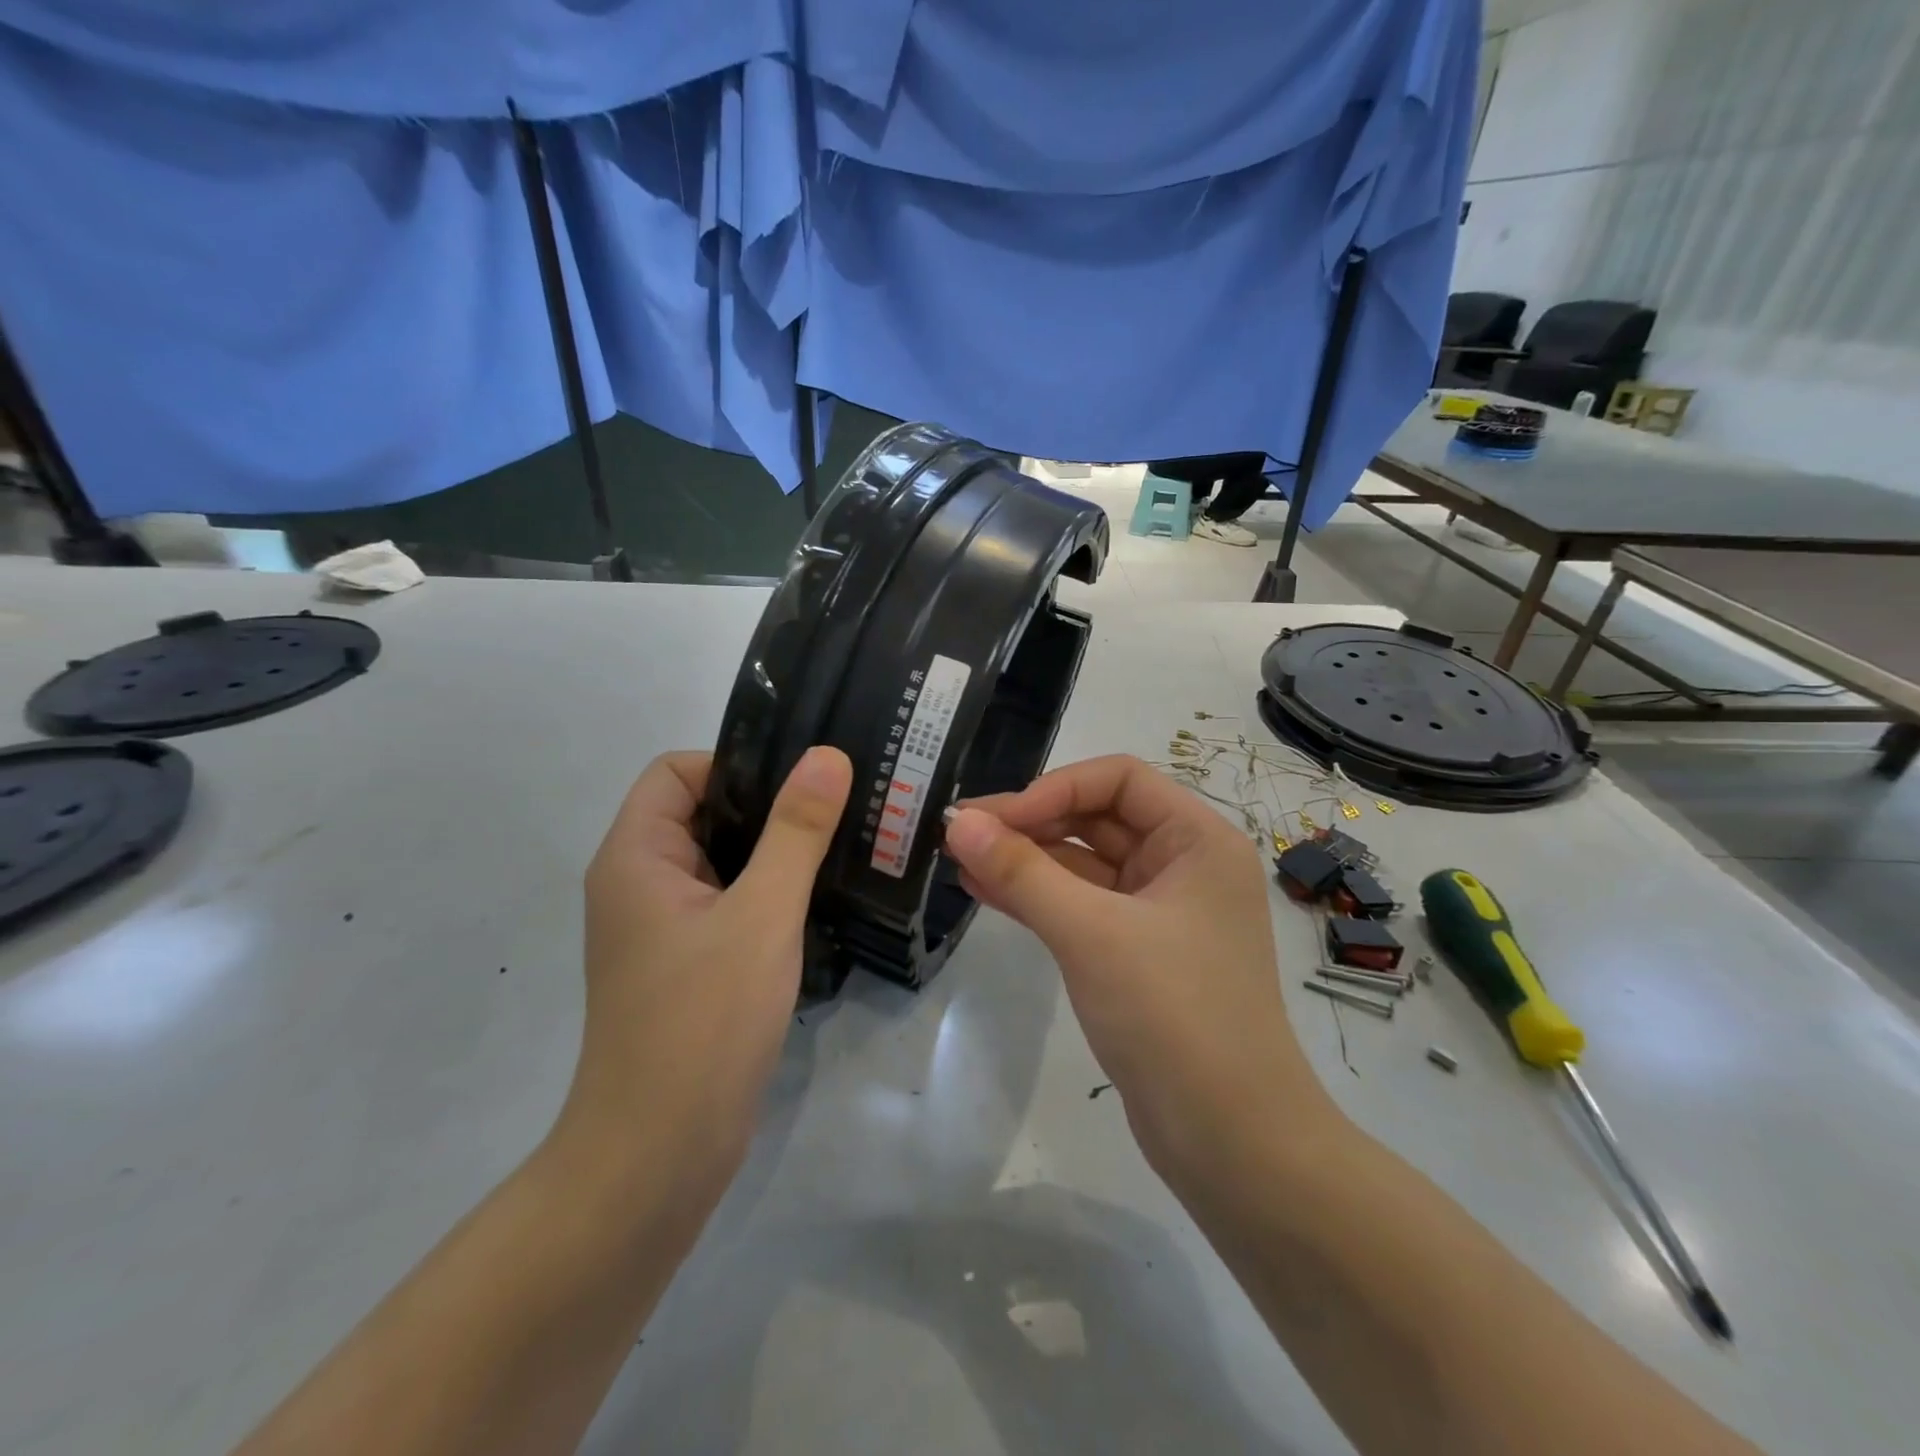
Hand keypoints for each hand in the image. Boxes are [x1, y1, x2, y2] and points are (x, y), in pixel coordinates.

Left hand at [557, 747, 852, 1206]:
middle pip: (703, 811)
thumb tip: (826, 755)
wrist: (659, 1157)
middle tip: (841, 808)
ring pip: (722, 861)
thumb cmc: (703, 1023)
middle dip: (770, 806)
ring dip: (776, 852)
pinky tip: (818, 903)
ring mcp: (662, 928)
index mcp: (636, 856)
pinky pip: (729, 904)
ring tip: (843, 847)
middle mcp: (639, 883)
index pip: (678, 771)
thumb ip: (796, 831)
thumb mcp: (761, 915)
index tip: (802, 784)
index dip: (737, 764)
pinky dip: (769, 894)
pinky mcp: (687, 965)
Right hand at [943, 754, 1340, 1187]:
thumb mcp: (1091, 933)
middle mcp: (1184, 865)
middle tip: (962, 833)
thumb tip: (959, 821)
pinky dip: (1037, 897)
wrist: (1232, 1143)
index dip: (1053, 788)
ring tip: (960, 858)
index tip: (994, 819)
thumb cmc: (1174, 1015)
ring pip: (1084, 865)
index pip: (1118, 779)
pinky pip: (1081, 907)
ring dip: (1026, 859)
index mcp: (1198, 840)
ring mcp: (1160, 912)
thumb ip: (1022, 872)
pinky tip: (983, 891)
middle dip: (1031, 822)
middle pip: (1099, 818)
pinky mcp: (1137, 954)